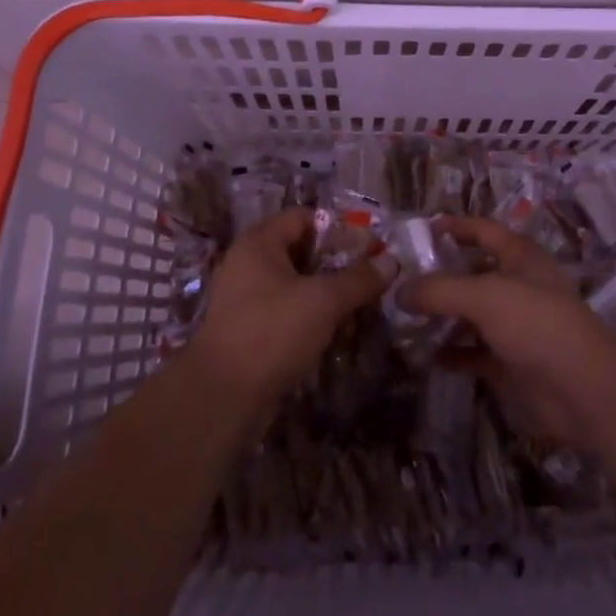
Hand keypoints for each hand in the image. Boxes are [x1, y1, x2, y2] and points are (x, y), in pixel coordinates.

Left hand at [190, 207, 396, 411]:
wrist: (223, 397)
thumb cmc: (272, 332)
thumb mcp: (323, 301)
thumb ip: (358, 279)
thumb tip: (392, 261)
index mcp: (259, 242)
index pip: (304, 217)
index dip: (338, 227)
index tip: (370, 246)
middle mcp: (249, 263)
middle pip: (300, 249)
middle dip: (336, 261)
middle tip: (370, 275)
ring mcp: (246, 298)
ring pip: (295, 282)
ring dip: (326, 290)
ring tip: (360, 302)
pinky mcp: (250, 329)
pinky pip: (287, 309)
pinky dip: (310, 314)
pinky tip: (335, 328)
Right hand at [404, 217, 615, 450]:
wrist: (583, 390)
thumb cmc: (536, 323)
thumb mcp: (483, 296)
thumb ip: (438, 290)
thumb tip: (398, 291)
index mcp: (520, 257)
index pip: (483, 230)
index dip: (455, 226)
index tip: (421, 229)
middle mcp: (518, 286)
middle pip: (473, 273)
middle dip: (440, 275)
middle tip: (401, 279)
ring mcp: (516, 326)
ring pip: (471, 315)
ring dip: (442, 316)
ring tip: (404, 317)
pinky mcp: (512, 363)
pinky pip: (474, 353)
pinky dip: (452, 353)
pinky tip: (425, 355)